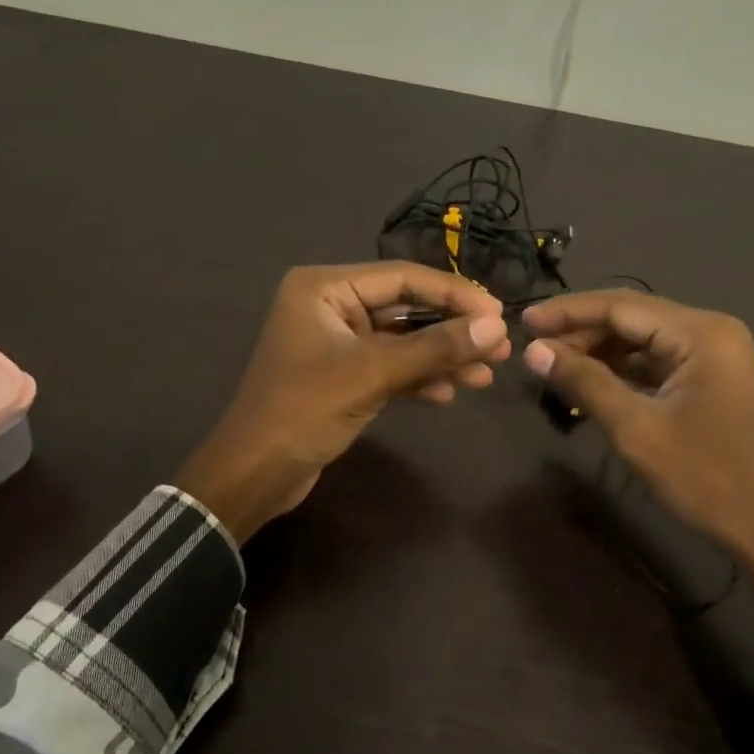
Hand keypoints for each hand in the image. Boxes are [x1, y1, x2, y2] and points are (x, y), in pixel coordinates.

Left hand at [176, 263, 509, 541]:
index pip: (403, 278)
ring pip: (402, 340)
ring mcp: (337, 341)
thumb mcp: (372, 375)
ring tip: (487, 374)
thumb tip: (497, 329)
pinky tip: (450, 393)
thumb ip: (435, 349)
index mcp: (325, 287)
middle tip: (500, 346)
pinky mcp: (342, 374)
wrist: (253, 475)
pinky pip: (390, 365)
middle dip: (452, 329)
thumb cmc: (303, 411)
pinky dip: (419, 377)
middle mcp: (330, 305)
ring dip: (442, 356)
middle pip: (406, 307)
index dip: (455, 295)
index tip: (499, 315)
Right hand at [521, 290, 753, 616]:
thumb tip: (533, 350)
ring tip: (554, 364)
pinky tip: (590, 380)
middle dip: (582, 331)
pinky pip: (658, 361)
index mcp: (701, 333)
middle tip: (534, 347)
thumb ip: (585, 382)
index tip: (524, 319)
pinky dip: (623, 369)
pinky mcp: (712, 378)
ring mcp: (715, 354)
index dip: (568, 312)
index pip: (621, 306)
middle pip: (633, 317)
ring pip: (643, 339)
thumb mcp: (636, 429)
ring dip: (600, 350)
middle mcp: (711, 331)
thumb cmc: (704, 478)